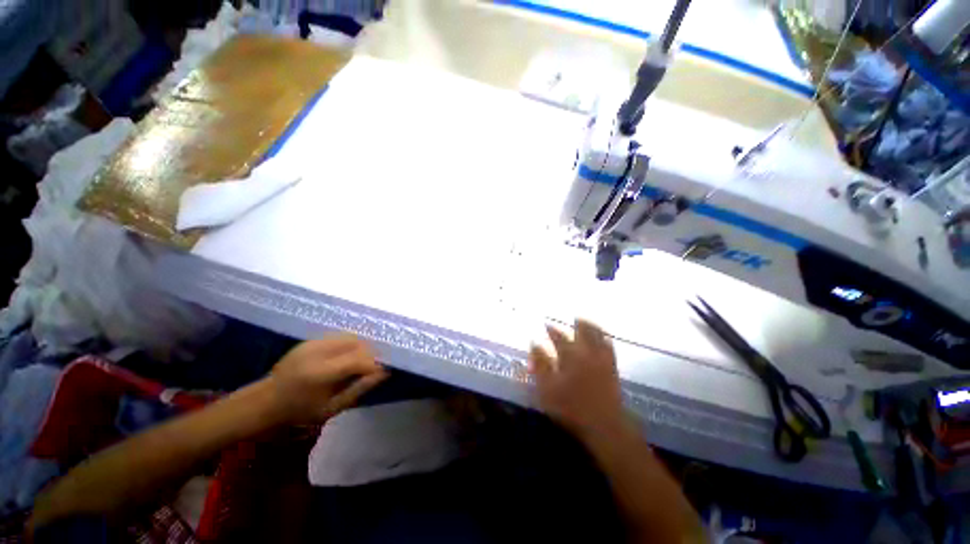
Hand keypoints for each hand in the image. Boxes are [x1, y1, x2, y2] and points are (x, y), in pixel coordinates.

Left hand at [267, 334, 388, 423]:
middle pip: (357, 344)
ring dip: (361, 348)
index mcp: (321, 372)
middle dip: (370, 355)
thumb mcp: (332, 408)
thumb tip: (384, 373)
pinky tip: (346, 357)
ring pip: (350, 337)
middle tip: (371, 368)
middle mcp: (318, 352)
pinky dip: (349, 345)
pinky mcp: (311, 340)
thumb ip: (359, 389)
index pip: (359, 359)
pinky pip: (339, 337)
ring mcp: (313, 343)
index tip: (382, 372)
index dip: (374, 364)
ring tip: (360, 362)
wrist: (266, 400)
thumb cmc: (300, 410)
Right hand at [529, 320, 625, 437]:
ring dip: (592, 327)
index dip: (552, 330)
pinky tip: (605, 338)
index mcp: (569, 355)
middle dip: (577, 323)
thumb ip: (539, 364)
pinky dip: (606, 339)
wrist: (605, 425)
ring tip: (587, 322)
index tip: (547, 324)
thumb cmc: (570, 408)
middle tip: (574, 317)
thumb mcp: (547, 388)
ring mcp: (602, 360)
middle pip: (583, 331)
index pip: (559, 337)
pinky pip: (609, 347)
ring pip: (598, 336)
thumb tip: (534, 344)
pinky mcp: (613, 369)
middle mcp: (587, 352)